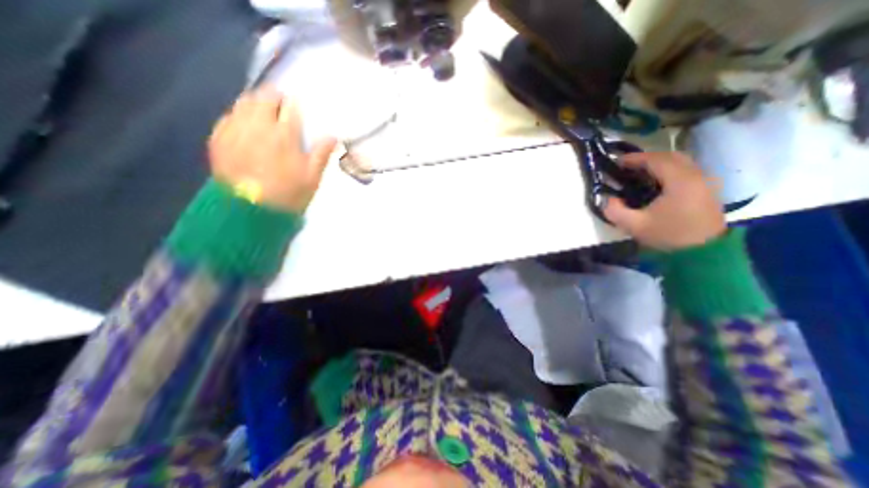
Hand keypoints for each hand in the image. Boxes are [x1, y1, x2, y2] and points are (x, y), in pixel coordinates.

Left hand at [205, 88, 334, 212]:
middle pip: (263, 98)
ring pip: (243, 103)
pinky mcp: (219, 139)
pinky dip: (239, 116)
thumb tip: (332, 137)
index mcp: (284, 136)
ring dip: (255, 103)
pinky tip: (245, 125)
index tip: (299, 109)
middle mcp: (257, 126)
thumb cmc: (288, 194)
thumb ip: (321, 154)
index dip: (295, 106)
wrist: (251, 210)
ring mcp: (235, 130)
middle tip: (282, 106)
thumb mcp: (312, 178)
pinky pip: (228, 117)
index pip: (290, 108)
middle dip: (274, 97)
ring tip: (264, 112)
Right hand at [607, 151, 728, 252]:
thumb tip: (607, 199)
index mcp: (680, 181)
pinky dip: (670, 170)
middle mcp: (696, 176)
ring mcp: (705, 182)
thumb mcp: (634, 226)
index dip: (635, 158)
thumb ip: (615, 211)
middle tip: (628, 166)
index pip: (656, 160)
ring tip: (640, 172)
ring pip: (681, 162)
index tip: (617, 161)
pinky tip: (657, 181)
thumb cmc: (668, 236)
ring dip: (659, 163)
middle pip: (671, 156)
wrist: (704, 253)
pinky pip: (687, 171)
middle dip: (647, 158)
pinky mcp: (707, 190)